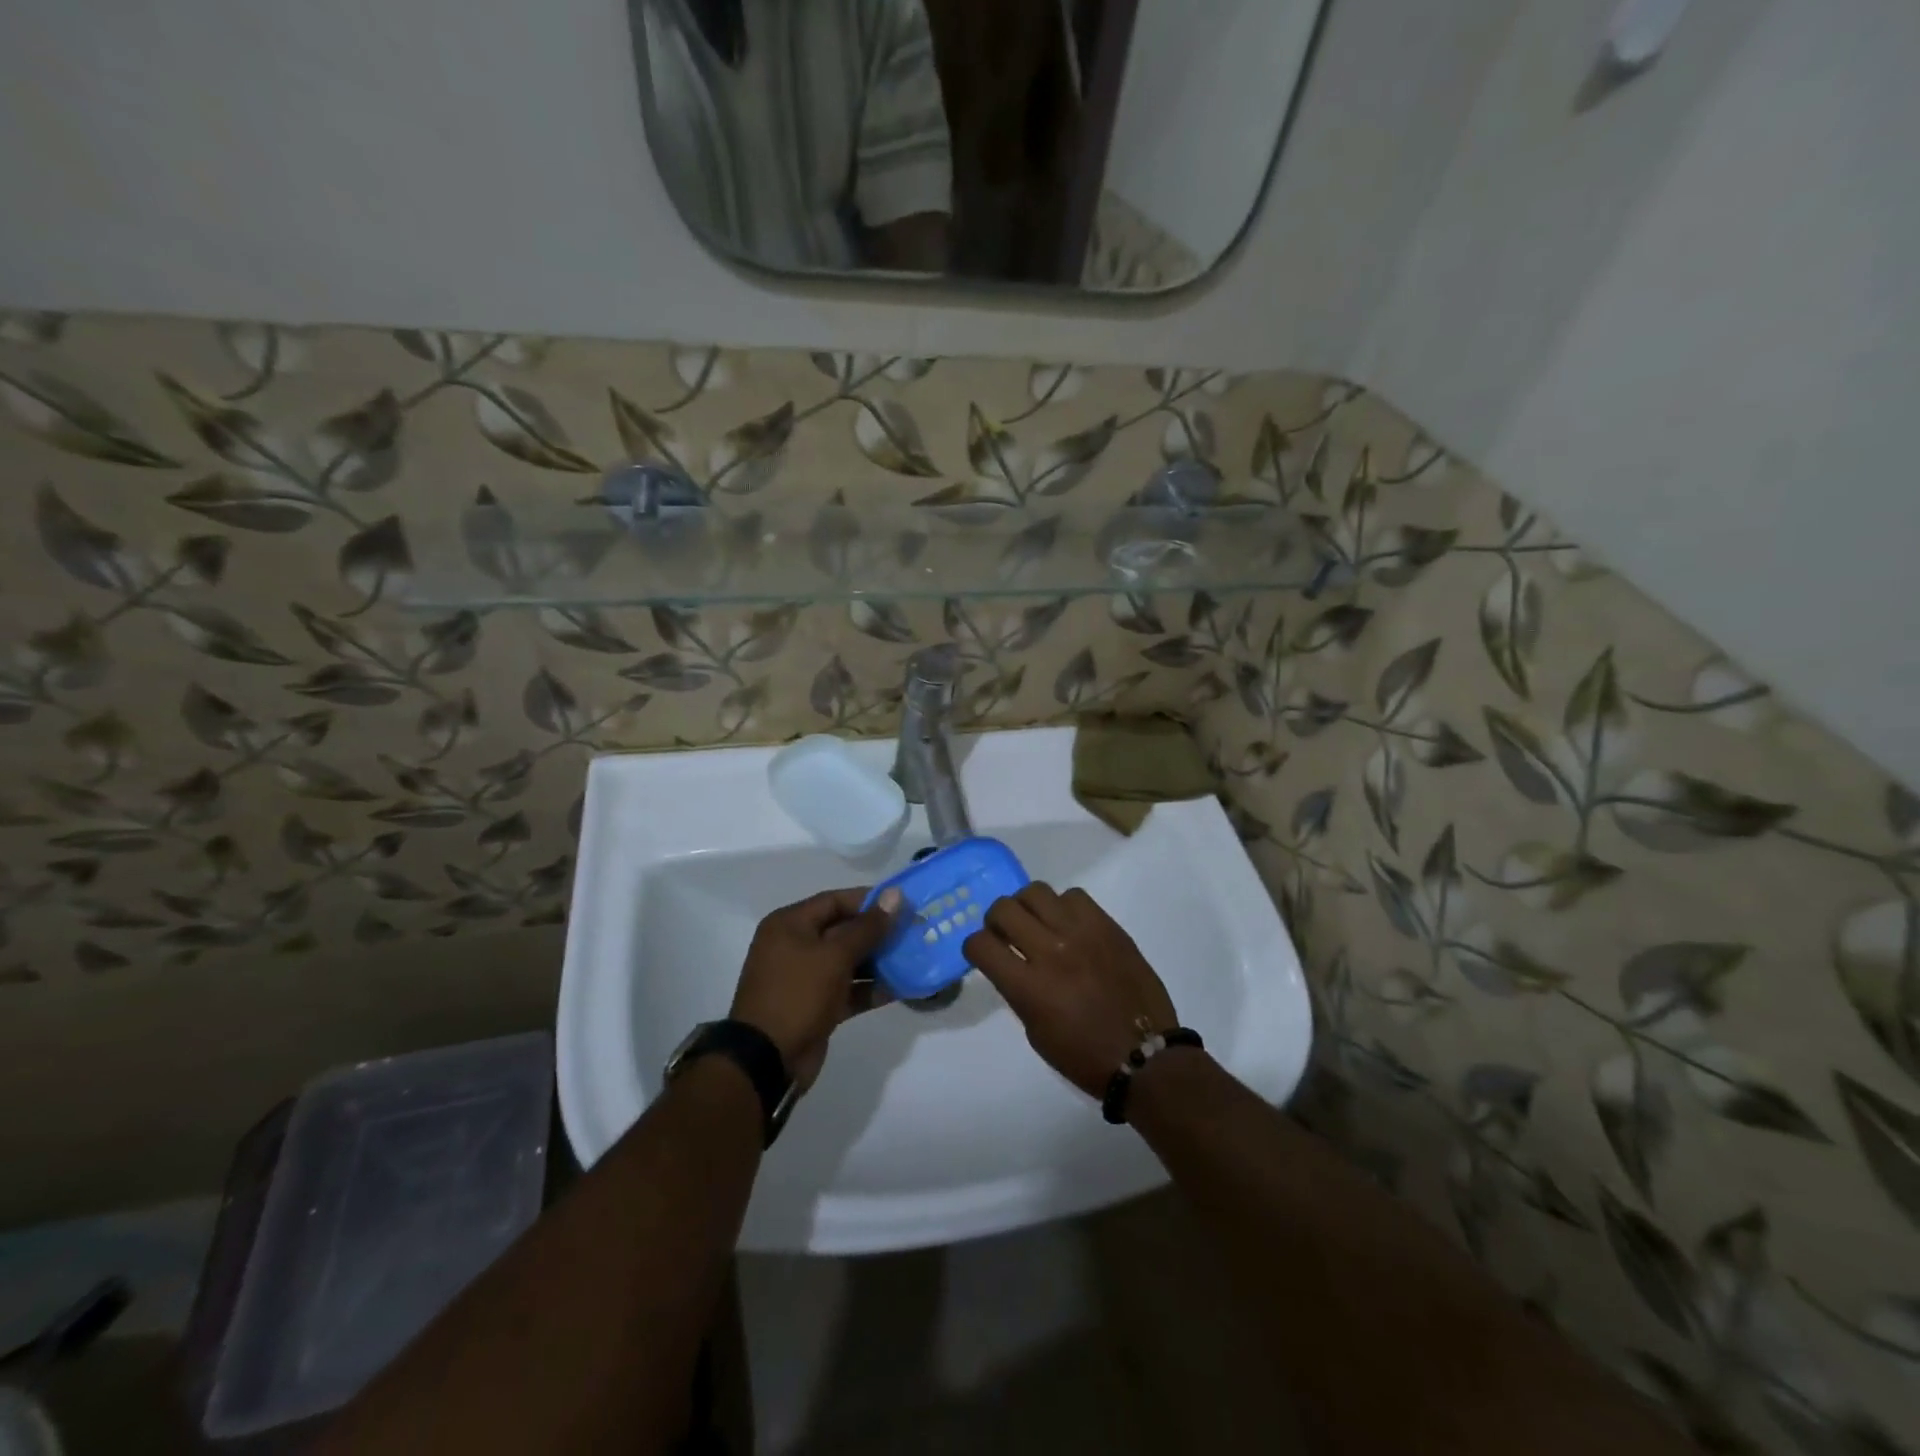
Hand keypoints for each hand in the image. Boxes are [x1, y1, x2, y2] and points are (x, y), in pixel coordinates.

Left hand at [731, 887, 901, 1090]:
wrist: (767, 1060)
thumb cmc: (798, 994)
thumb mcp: (835, 956)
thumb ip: (868, 927)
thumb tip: (895, 895)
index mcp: (790, 924)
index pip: (834, 901)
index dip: (869, 900)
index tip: (902, 904)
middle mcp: (795, 946)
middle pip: (843, 930)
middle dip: (878, 932)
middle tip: (913, 931)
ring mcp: (805, 978)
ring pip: (847, 961)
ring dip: (878, 961)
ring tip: (913, 958)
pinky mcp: (816, 1005)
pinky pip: (847, 989)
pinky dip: (869, 989)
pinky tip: (901, 988)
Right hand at [962, 883, 1178, 1098]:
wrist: (1145, 1055)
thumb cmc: (1084, 1056)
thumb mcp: (1036, 1032)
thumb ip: (1018, 991)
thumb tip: (1011, 963)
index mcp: (1029, 987)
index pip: (981, 944)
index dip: (974, 947)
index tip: (983, 953)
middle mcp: (1051, 951)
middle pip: (1004, 908)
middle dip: (996, 920)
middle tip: (1006, 933)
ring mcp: (1081, 933)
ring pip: (1036, 892)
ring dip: (1027, 907)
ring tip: (1038, 924)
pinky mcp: (1107, 926)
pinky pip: (1074, 895)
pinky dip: (1064, 907)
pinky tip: (1070, 926)